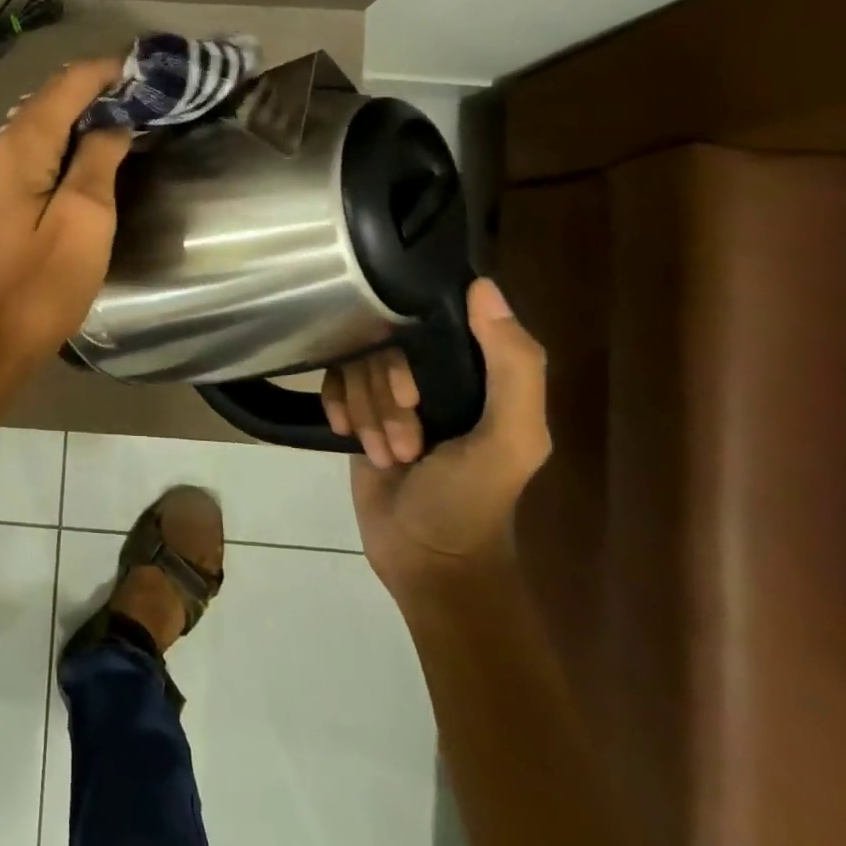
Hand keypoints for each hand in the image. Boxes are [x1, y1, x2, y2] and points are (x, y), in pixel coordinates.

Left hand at [0, 59, 130, 362]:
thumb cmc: (39, 285)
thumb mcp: (84, 219)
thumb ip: (98, 159)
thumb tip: (111, 123)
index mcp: (20, 147)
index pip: (67, 84)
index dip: (106, 70)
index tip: (147, 67)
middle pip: (49, 101)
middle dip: (95, 90)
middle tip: (143, 95)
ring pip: (39, 127)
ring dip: (79, 117)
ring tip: (124, 120)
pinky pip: (31, 155)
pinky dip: (62, 145)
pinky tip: (87, 159)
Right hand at [325, 278, 550, 595]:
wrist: (425, 559)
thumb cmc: (471, 501)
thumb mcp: (512, 439)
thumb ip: (514, 367)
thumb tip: (482, 286)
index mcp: (475, 372)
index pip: (425, 324)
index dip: (405, 359)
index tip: (411, 398)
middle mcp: (432, 374)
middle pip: (381, 349)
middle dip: (383, 400)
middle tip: (404, 444)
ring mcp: (389, 394)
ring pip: (354, 368)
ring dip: (365, 415)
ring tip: (386, 454)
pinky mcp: (357, 412)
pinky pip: (332, 384)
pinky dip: (336, 408)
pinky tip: (344, 434)